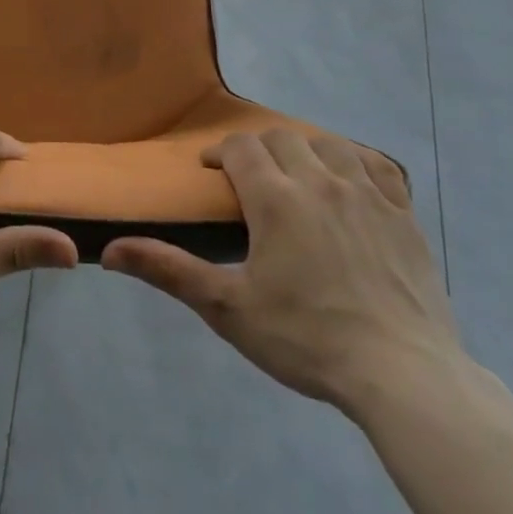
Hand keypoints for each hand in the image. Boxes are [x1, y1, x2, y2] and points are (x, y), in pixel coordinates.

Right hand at [101, 129, 461, 415]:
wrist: (402, 375)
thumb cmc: (306, 339)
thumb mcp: (227, 307)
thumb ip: (168, 270)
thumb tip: (108, 251)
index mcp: (276, 198)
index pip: (241, 147)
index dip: (220, 152)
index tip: (210, 172)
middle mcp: (321, 181)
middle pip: (282, 138)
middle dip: (258, 149)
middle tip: (248, 179)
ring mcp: (369, 195)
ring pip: (330, 144)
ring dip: (304, 150)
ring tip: (295, 176)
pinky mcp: (404, 215)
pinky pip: (378, 166)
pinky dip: (355, 162)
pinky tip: (349, 181)